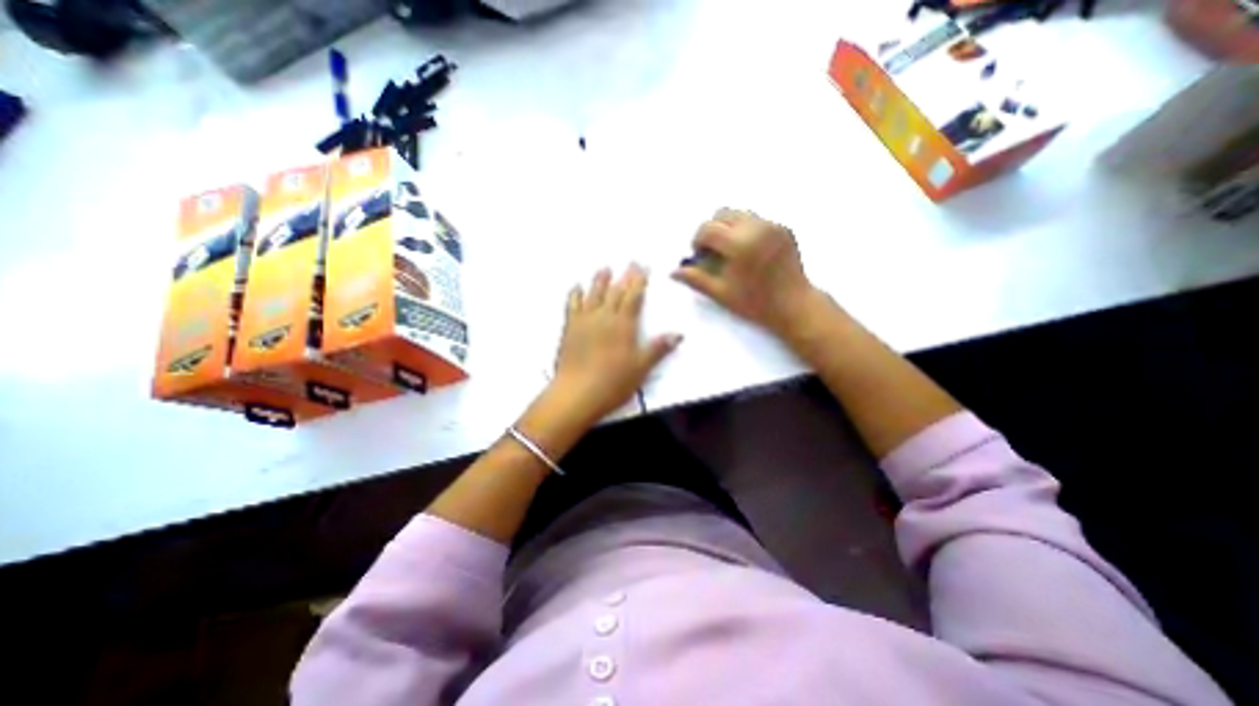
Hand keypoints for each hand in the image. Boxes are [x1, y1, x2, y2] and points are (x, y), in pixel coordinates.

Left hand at [553, 261, 684, 418]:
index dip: (639, 282)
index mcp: (623, 325)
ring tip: (604, 269)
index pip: (633, 297)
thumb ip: (658, 349)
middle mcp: (604, 317)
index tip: (643, 268)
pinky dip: (574, 295)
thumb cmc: (612, 383)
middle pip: (616, 292)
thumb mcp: (641, 368)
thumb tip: (677, 334)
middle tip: (630, 263)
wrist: (577, 393)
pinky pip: (572, 306)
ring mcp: (584, 322)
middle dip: (624, 277)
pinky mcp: (569, 329)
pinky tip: (576, 288)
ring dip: (600, 280)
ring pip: (593, 294)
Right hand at [674, 207, 823, 336]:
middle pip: (723, 213)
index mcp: (740, 244)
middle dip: (712, 229)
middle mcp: (757, 228)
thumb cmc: (755, 303)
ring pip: (740, 214)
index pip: (708, 228)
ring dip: (728, 227)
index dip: (697, 240)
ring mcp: (772, 226)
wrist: (794, 305)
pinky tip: (748, 251)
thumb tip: (673, 272)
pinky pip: (757, 220)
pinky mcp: (783, 228)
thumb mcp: (721, 293)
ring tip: (730, 250)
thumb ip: (696, 279)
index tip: (699, 255)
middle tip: (713, 251)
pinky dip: (745, 229)